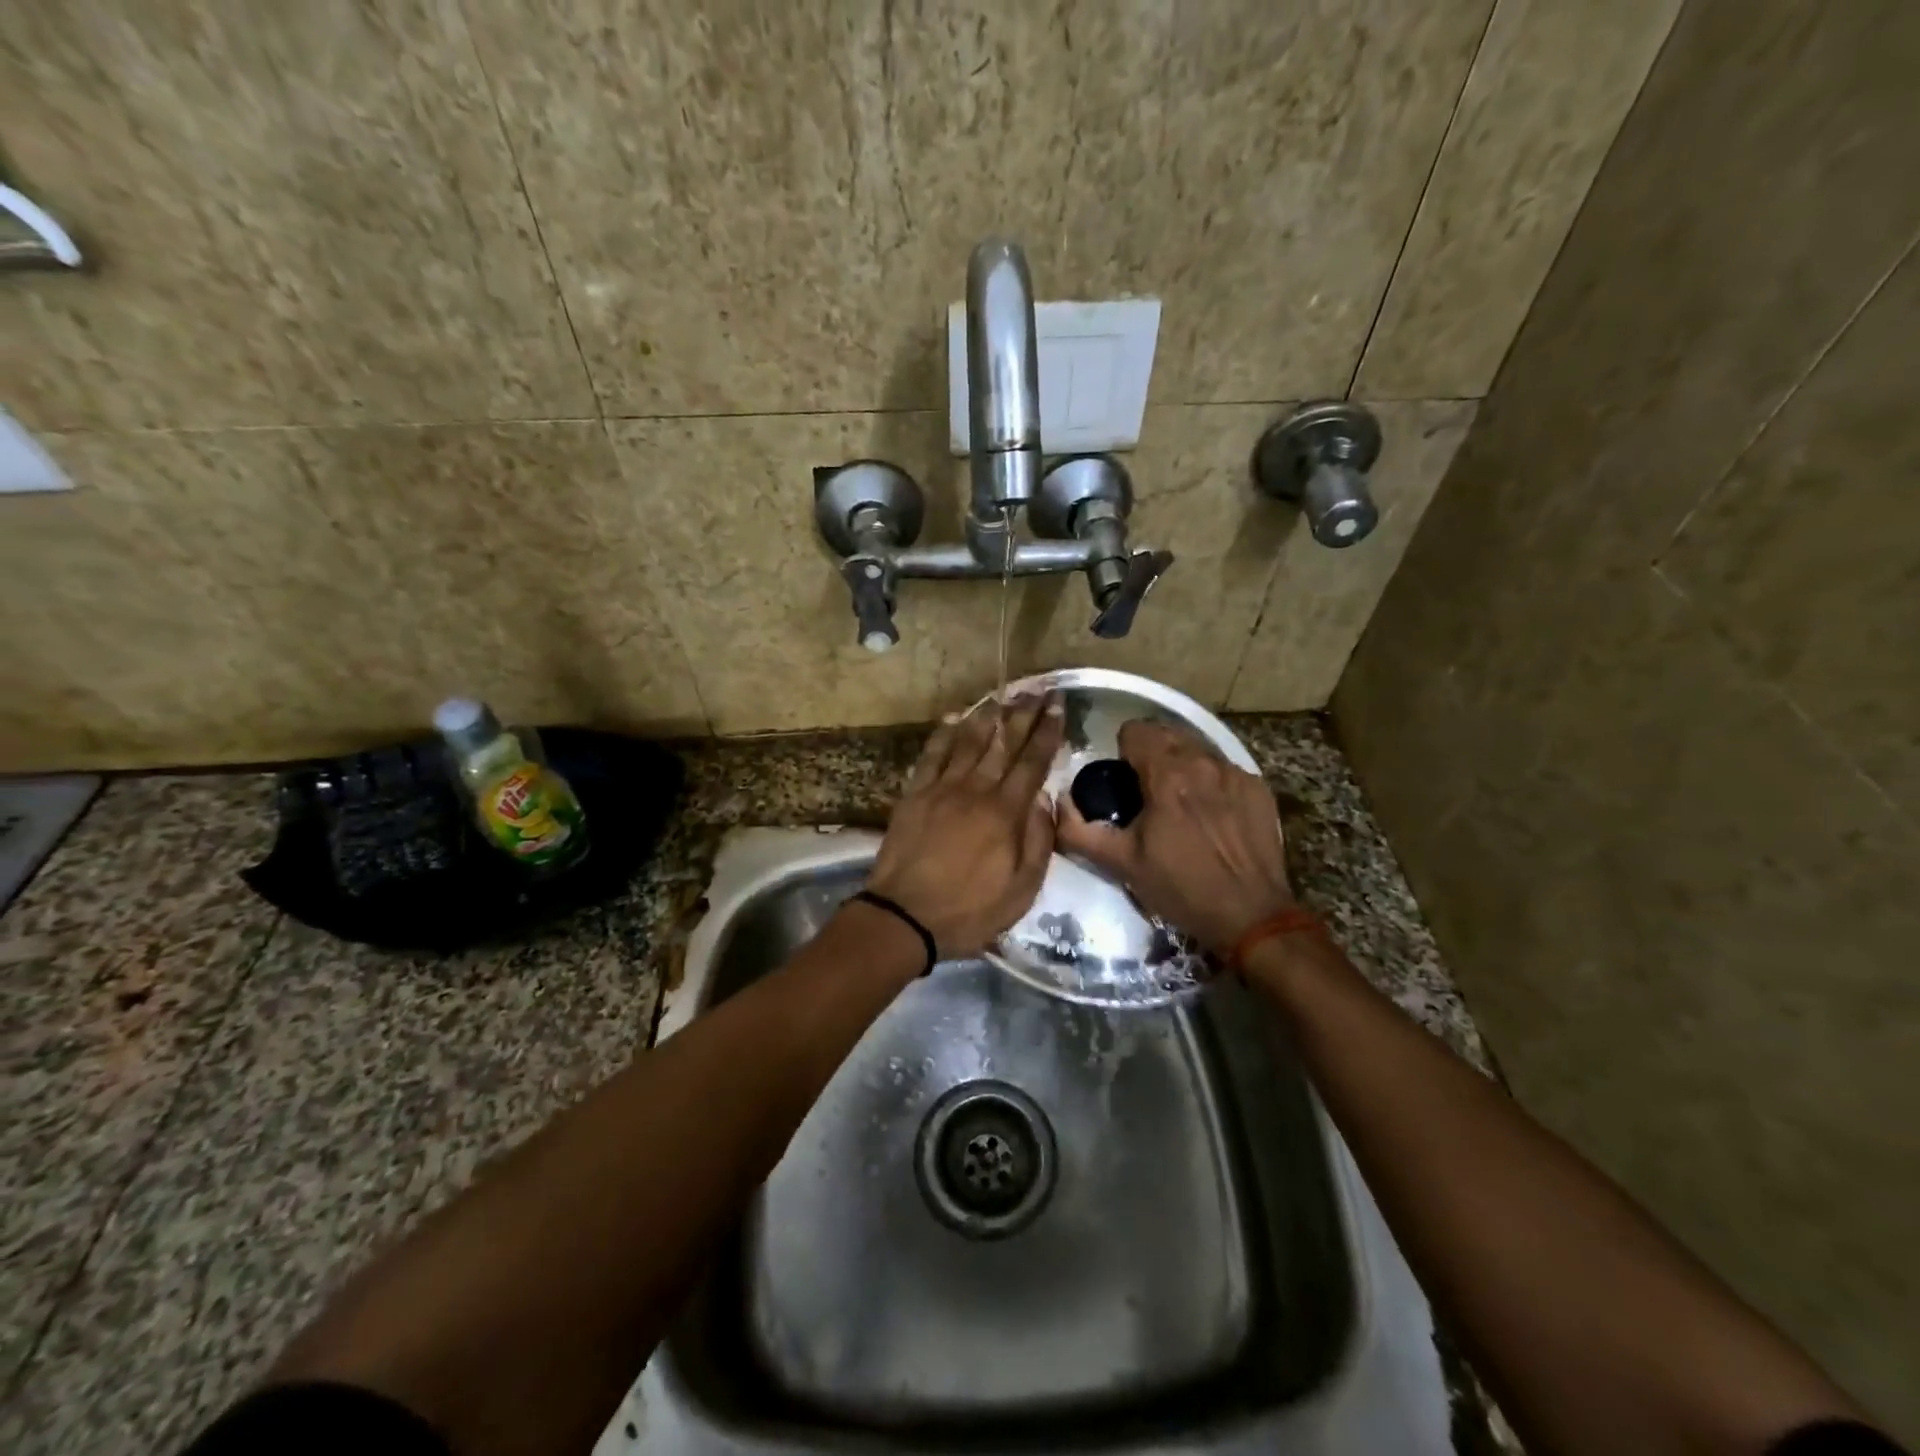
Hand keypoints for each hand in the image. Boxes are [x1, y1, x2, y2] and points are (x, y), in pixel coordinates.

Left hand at [866, 694, 1064, 957]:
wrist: (904, 917)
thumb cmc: (969, 910)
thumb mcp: (1021, 890)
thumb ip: (1038, 842)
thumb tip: (1044, 800)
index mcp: (1005, 813)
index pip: (1033, 762)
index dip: (1047, 731)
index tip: (1058, 704)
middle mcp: (976, 790)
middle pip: (1003, 743)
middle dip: (1023, 713)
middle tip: (1037, 688)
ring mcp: (941, 788)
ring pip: (968, 741)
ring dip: (987, 715)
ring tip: (1002, 694)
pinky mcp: (914, 794)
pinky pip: (931, 755)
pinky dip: (944, 733)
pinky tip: (954, 717)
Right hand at [1054, 720, 1294, 954]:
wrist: (1251, 916)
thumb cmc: (1181, 888)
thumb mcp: (1121, 863)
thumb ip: (1080, 830)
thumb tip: (1058, 803)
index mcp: (1167, 774)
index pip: (1136, 730)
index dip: (1122, 751)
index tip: (1121, 781)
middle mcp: (1204, 762)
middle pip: (1167, 734)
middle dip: (1151, 755)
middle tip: (1145, 793)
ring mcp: (1236, 774)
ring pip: (1197, 750)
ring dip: (1182, 766)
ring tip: (1179, 804)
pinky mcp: (1258, 789)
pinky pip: (1224, 770)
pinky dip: (1210, 783)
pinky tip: (1210, 816)